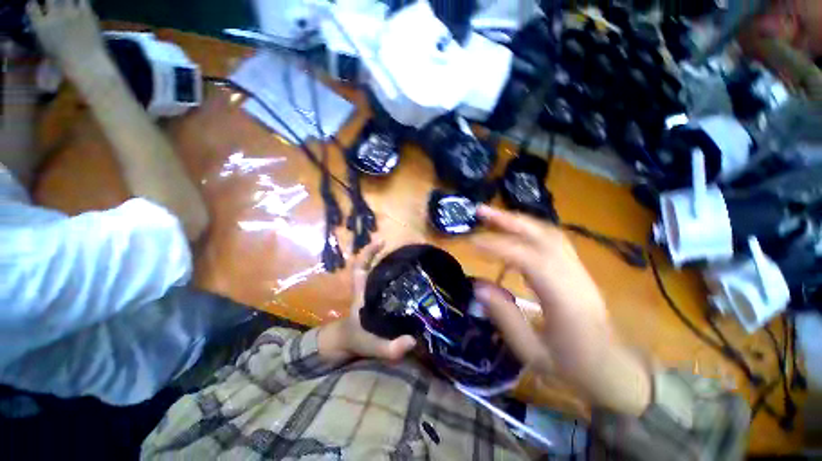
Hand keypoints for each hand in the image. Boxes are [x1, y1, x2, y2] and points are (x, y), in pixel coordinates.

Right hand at [27, 0, 107, 78]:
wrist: (87, 64)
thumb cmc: (66, 65)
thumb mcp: (49, 52)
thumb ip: (45, 37)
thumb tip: (46, 32)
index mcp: (40, 26)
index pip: (31, 6)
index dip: (34, 5)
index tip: (36, 5)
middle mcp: (53, 15)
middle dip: (52, 0)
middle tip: (55, 3)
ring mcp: (71, 12)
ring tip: (68, 3)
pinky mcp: (86, 13)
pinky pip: (83, 0)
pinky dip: (81, 0)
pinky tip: (81, 3)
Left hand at [318, 241, 416, 361]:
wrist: (344, 345)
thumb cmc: (355, 341)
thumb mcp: (371, 346)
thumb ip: (389, 348)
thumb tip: (412, 341)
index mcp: (361, 293)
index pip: (360, 267)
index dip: (369, 252)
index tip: (382, 241)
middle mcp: (366, 288)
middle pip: (372, 265)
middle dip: (384, 254)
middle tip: (405, 250)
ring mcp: (371, 292)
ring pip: (379, 272)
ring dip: (391, 263)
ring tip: (410, 259)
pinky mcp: (377, 298)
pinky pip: (385, 282)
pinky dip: (395, 276)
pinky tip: (410, 277)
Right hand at [472, 205, 649, 414]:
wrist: (614, 369)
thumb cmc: (573, 366)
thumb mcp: (532, 352)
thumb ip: (504, 316)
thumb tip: (478, 286)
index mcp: (564, 298)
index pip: (527, 258)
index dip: (497, 246)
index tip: (471, 242)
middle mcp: (574, 275)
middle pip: (541, 234)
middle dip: (508, 219)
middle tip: (480, 211)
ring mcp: (578, 269)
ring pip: (548, 232)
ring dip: (518, 220)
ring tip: (493, 216)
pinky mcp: (577, 268)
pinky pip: (552, 240)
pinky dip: (529, 230)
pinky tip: (514, 232)